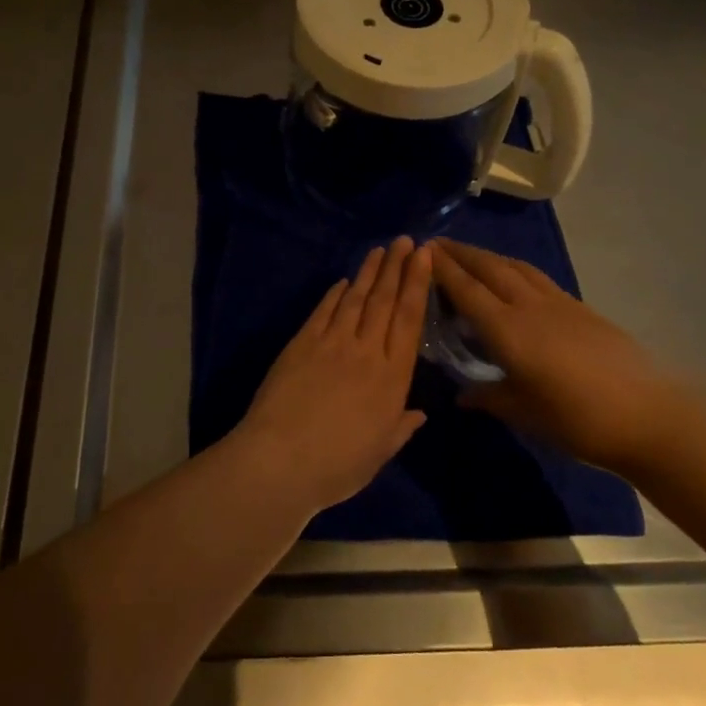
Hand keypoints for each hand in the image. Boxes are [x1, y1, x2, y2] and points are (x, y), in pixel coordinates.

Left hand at [236, 236, 432, 511]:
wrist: (281, 460)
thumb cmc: (337, 465)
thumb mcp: (379, 452)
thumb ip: (400, 428)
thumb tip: (419, 413)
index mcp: (392, 377)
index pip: (409, 319)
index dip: (417, 284)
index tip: (424, 256)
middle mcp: (366, 351)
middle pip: (385, 301)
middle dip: (397, 267)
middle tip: (405, 240)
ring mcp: (331, 343)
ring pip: (356, 299)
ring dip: (369, 272)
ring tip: (380, 250)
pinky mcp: (301, 343)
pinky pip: (323, 312)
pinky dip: (335, 294)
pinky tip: (343, 282)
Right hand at [431, 238, 692, 473]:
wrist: (648, 415)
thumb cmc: (577, 420)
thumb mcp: (524, 413)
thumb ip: (489, 398)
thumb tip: (462, 396)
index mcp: (508, 330)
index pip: (467, 290)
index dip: (443, 269)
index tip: (423, 252)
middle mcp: (529, 307)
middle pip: (489, 268)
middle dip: (461, 253)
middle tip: (437, 244)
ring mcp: (558, 303)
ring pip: (516, 267)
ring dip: (488, 256)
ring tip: (471, 255)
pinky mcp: (580, 308)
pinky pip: (537, 277)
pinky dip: (515, 269)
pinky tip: (514, 278)